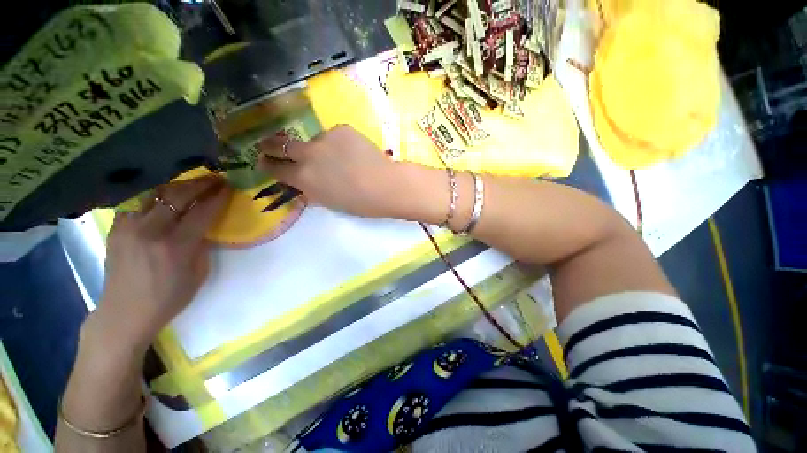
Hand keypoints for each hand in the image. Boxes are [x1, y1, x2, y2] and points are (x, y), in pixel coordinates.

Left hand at [91, 177, 229, 350]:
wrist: (125, 313)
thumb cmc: (169, 297)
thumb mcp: (198, 273)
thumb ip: (202, 245)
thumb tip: (205, 225)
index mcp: (175, 247)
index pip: (202, 212)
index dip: (217, 197)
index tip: (228, 187)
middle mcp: (150, 232)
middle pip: (177, 196)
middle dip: (199, 184)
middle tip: (215, 178)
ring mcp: (129, 228)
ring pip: (155, 194)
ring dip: (177, 187)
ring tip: (191, 184)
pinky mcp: (116, 229)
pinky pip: (138, 205)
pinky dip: (154, 199)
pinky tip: (162, 201)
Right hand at [257, 125, 409, 217]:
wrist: (385, 185)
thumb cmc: (359, 202)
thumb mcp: (329, 202)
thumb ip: (311, 190)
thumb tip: (302, 184)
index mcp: (303, 177)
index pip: (275, 168)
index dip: (268, 165)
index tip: (264, 161)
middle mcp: (308, 154)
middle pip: (280, 144)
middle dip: (271, 145)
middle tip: (269, 145)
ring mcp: (324, 138)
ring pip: (314, 141)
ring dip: (319, 149)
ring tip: (340, 159)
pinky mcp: (341, 129)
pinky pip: (334, 136)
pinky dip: (339, 144)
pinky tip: (353, 153)